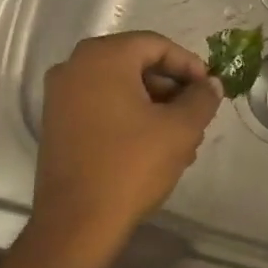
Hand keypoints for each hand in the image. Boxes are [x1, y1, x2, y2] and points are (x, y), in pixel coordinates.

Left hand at [31, 32, 221, 247]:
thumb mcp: (179, 130)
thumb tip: (211, 85)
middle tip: (197, 115)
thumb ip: (201, 99)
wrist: (77, 222)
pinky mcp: (56, 123)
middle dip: (171, 89)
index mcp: (102, 57)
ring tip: (182, 140)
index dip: (188, 64)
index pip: (155, 45)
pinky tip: (153, 147)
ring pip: (119, 88)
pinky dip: (128, 117)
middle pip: (135, 64)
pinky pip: (100, 106)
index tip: (209, 89)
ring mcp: (60, 96)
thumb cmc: (131, 166)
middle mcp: (74, 67)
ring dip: (154, 106)